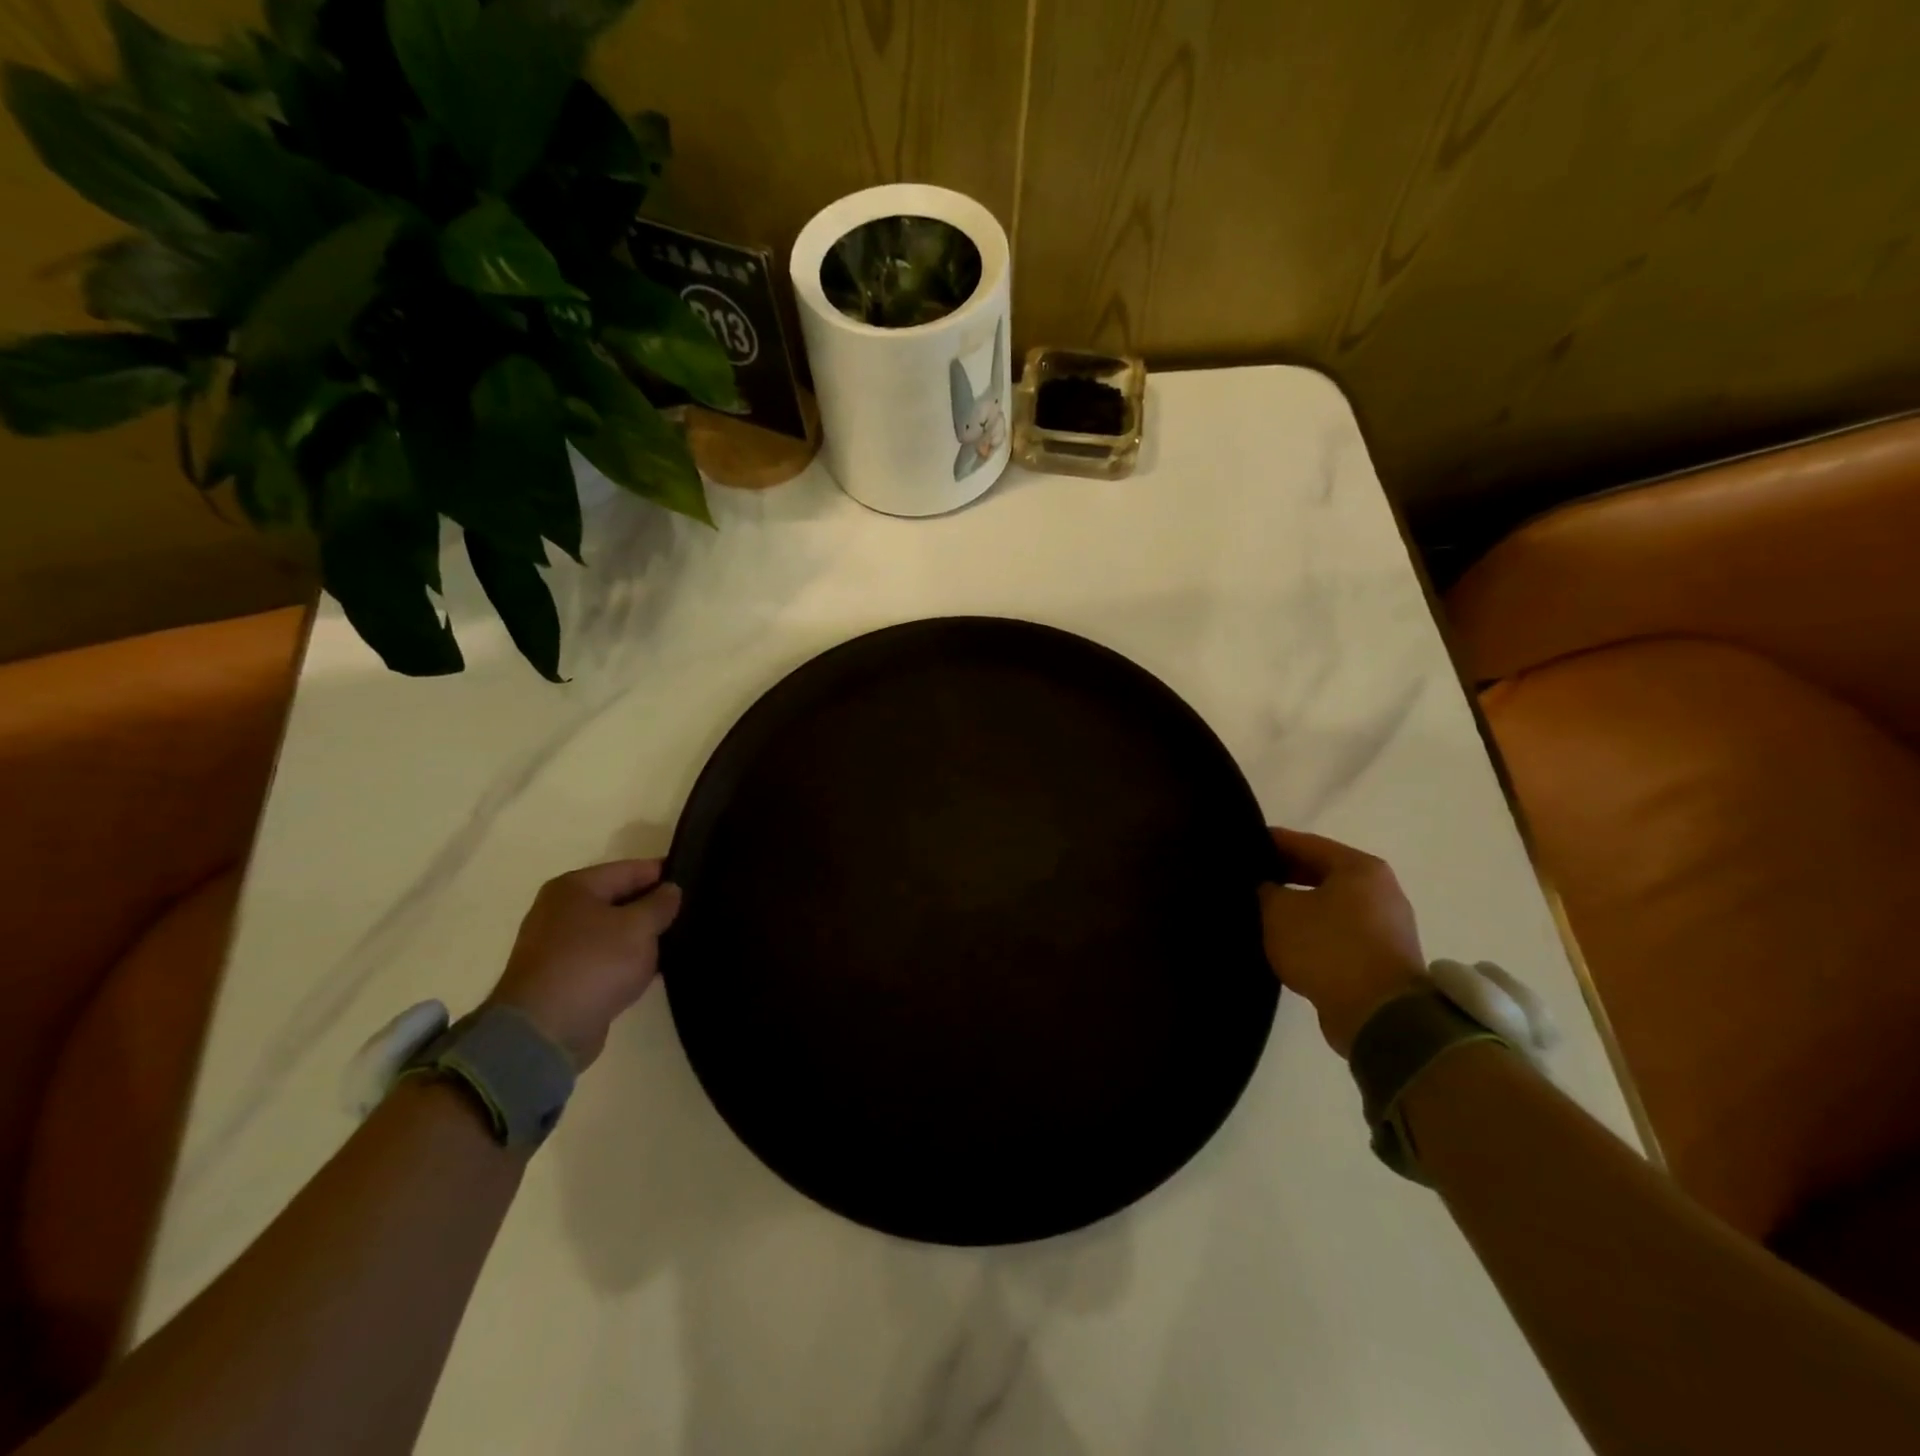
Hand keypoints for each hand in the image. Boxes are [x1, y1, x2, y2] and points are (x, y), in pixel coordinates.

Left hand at [486, 859, 682, 1070]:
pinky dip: (626, 962)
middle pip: (620, 899)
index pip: (631, 869)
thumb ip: (660, 904)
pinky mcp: (564, 978)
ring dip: (641, 938)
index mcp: (575, 887)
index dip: (665, 874)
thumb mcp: (639, 927)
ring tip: (679, 941)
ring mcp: (559, 946)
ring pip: (614, 931)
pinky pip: (605, 959)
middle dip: (654, 907)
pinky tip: (654, 969)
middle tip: (693, 913)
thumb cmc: (594, 964)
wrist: (544, 1031)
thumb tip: (671, 890)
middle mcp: (561, 910)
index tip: (696, 881)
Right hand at [1259, 827, 1425, 1057]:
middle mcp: (1380, 891)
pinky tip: (1285, 939)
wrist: (1380, 1017)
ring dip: (1297, 905)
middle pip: (1321, 872)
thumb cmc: (1328, 948)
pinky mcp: (1381, 958)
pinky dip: (1312, 931)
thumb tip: (1262, 886)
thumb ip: (1265, 890)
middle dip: (1283, 874)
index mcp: (1360, 868)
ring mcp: (1385, 926)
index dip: (1269, 842)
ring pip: (1329, 904)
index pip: (1305, 843)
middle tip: (1246, 878)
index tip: (1240, 845)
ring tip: (1260, 909)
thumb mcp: (1280, 912)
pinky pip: (1337, 932)